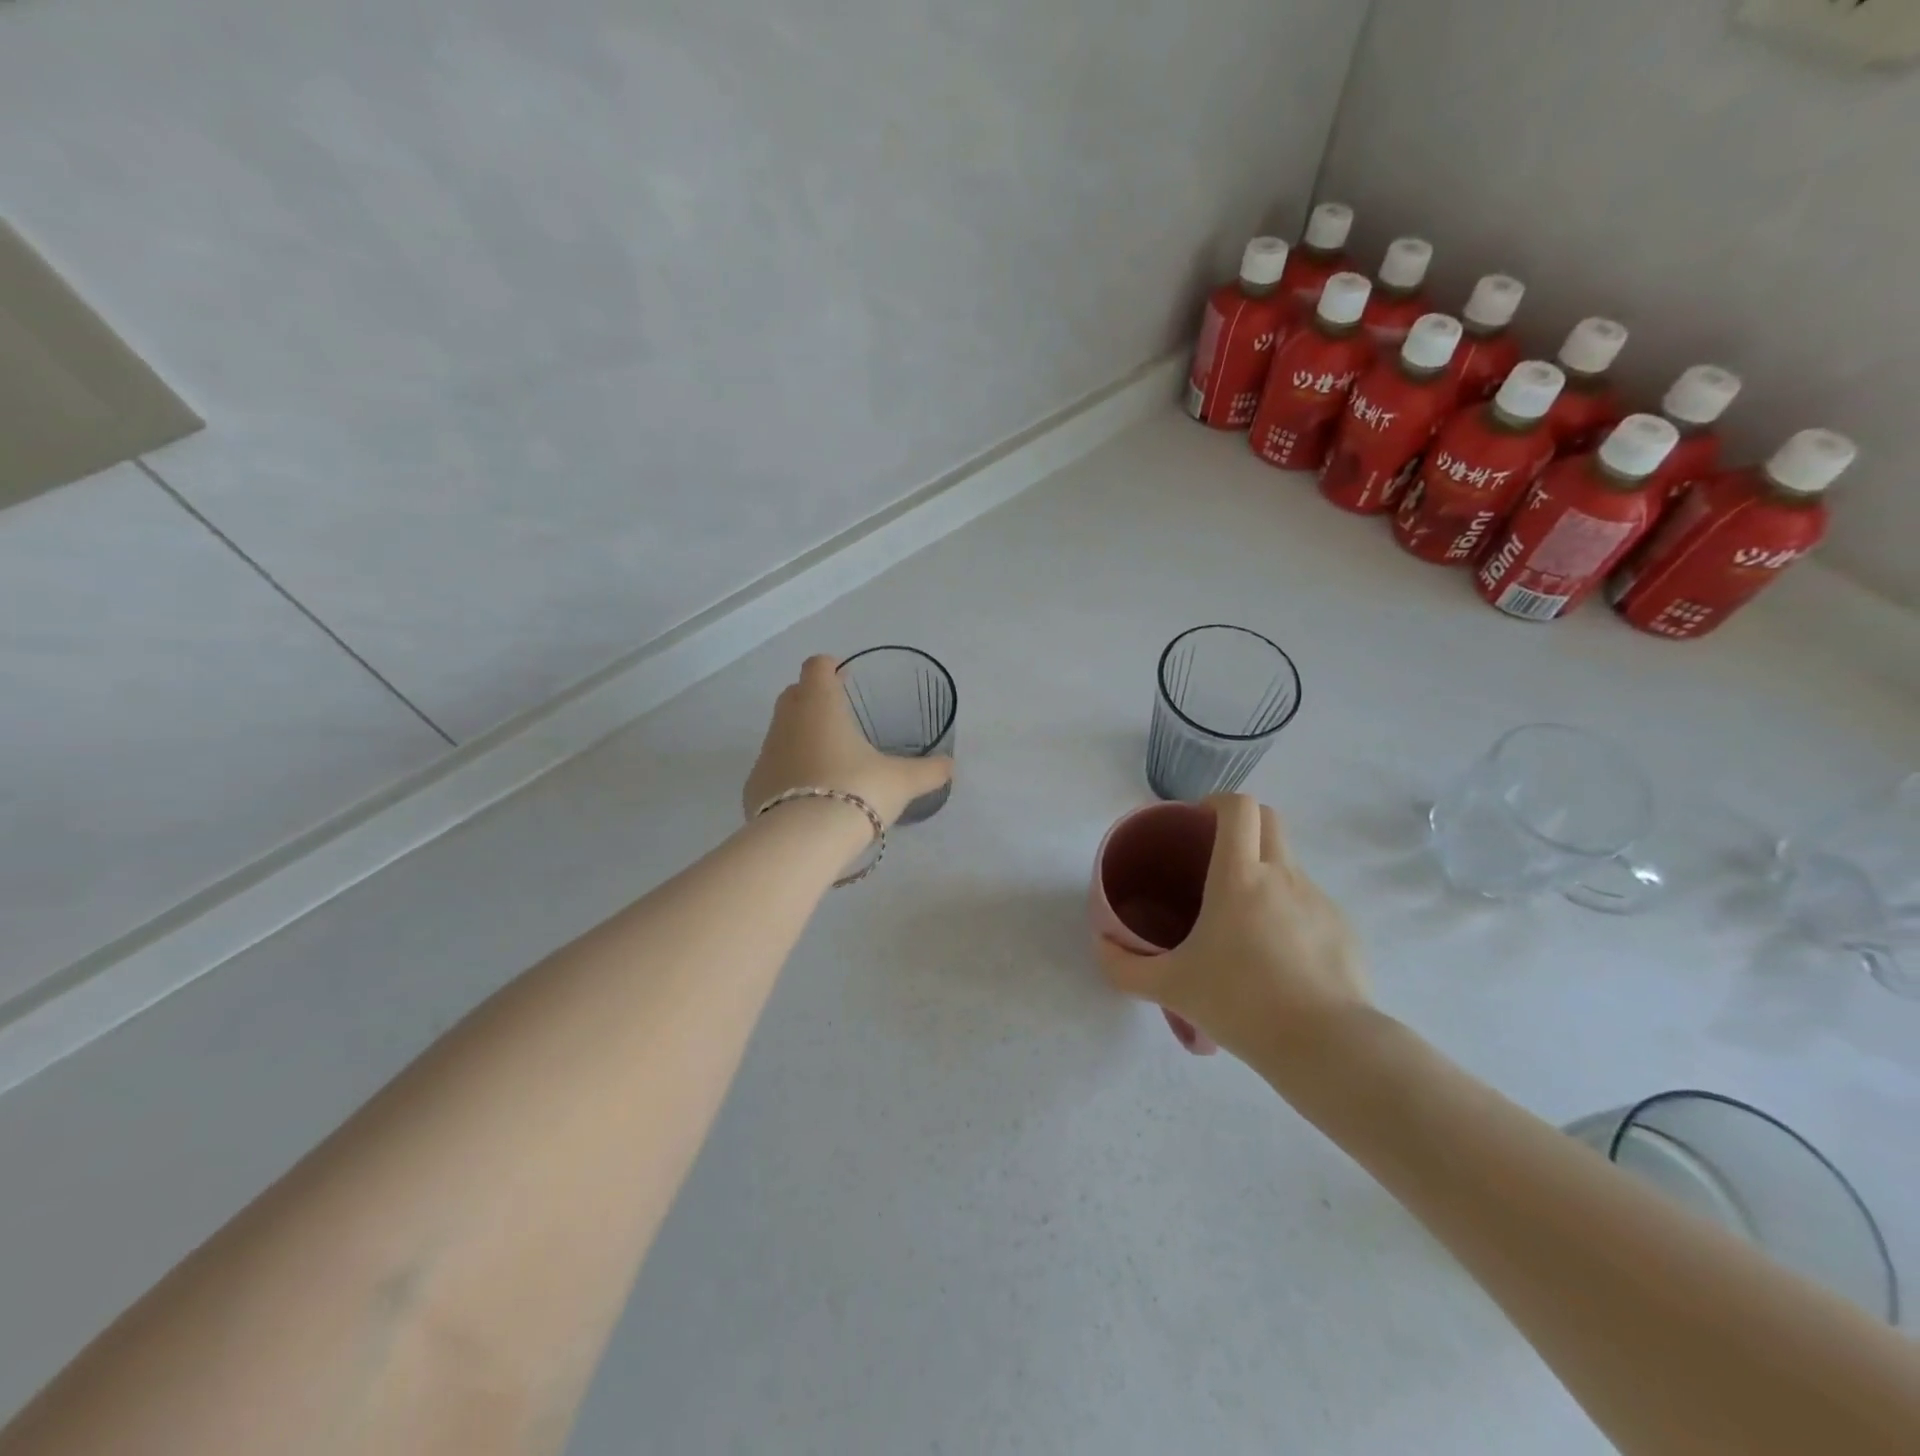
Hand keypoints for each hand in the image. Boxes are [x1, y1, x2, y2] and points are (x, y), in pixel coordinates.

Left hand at [743, 655, 954, 828]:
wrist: (804, 839)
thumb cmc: (857, 790)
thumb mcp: (901, 781)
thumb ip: (927, 771)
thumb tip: (950, 766)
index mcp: (820, 705)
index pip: (817, 666)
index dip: (830, 667)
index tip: (844, 677)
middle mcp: (787, 721)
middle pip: (794, 694)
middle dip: (813, 698)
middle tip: (839, 716)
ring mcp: (766, 753)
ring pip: (781, 732)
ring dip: (800, 737)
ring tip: (829, 760)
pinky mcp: (754, 786)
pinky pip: (773, 768)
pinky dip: (788, 772)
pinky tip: (809, 795)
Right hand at [1096, 794, 1369, 1065]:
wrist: (1326, 1046)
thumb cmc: (1240, 1003)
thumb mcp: (1170, 987)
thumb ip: (1124, 966)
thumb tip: (1101, 944)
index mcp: (1239, 876)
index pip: (1239, 807)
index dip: (1219, 802)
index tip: (1199, 822)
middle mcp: (1282, 875)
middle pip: (1269, 819)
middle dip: (1243, 825)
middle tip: (1217, 859)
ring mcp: (1318, 900)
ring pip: (1288, 864)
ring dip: (1265, 873)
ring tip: (1244, 923)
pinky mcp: (1343, 928)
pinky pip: (1310, 903)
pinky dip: (1290, 912)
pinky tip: (1279, 957)